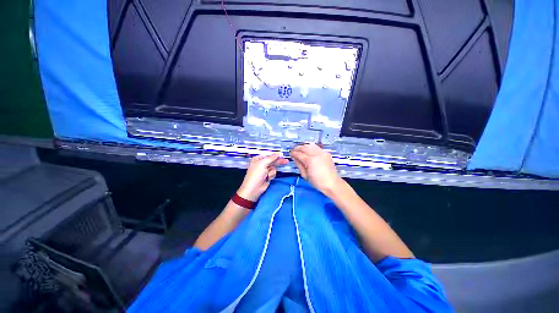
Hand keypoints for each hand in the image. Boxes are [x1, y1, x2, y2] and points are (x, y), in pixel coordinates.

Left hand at [237, 153, 287, 200]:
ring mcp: (265, 170)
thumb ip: (271, 158)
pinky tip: (268, 178)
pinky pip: (273, 173)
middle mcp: (261, 164)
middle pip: (272, 161)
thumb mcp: (263, 164)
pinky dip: (271, 175)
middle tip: (285, 161)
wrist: (254, 189)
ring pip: (274, 168)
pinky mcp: (267, 176)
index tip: (281, 155)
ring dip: (272, 171)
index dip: (275, 155)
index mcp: (258, 159)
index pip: (269, 155)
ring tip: (267, 175)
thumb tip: (278, 153)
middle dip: (278, 162)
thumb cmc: (255, 175)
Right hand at [290, 143, 342, 193]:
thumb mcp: (305, 175)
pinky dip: (310, 147)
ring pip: (310, 145)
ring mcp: (322, 153)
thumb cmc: (318, 182)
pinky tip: (308, 150)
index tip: (290, 154)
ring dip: (304, 146)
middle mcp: (316, 154)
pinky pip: (316, 147)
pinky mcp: (326, 153)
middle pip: (304, 147)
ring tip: (300, 149)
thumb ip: (299, 165)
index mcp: (310, 161)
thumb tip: (295, 158)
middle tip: (294, 151)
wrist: (332, 183)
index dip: (293, 153)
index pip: (299, 154)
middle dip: (297, 148)